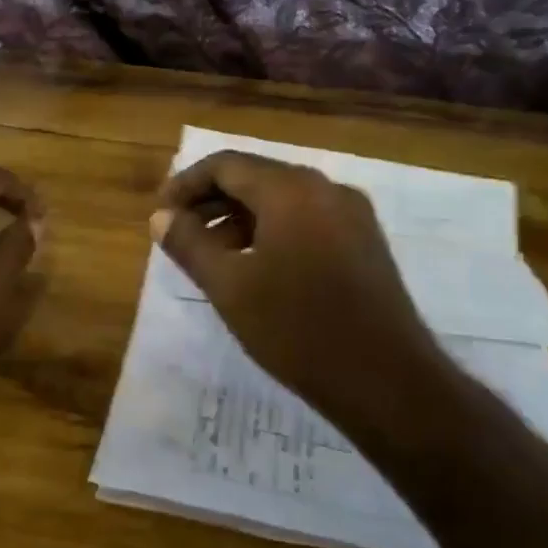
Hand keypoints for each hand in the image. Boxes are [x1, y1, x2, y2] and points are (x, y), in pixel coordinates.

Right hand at [151, 151, 447, 429]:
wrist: (387, 382)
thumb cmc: (297, 329)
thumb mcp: (229, 286)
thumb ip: (188, 244)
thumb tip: (161, 217)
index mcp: (291, 190)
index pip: (225, 165)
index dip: (185, 185)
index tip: (160, 215)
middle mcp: (325, 189)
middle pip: (255, 178)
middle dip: (211, 203)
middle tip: (178, 235)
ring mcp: (352, 215)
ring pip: (281, 201)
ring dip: (239, 220)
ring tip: (210, 258)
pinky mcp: (365, 244)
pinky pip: (306, 221)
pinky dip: (271, 233)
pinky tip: (254, 270)